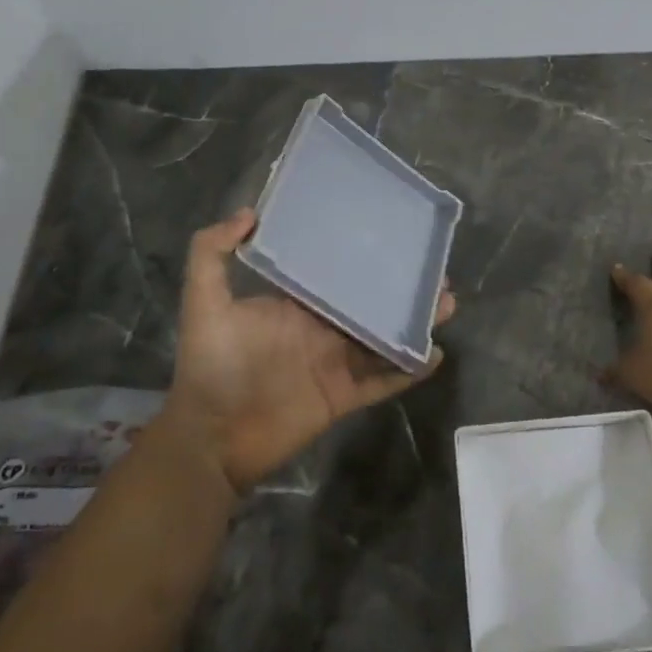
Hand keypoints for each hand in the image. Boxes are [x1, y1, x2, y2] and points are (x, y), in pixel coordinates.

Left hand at [163, 208, 454, 490]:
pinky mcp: (344, 396)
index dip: (363, 254)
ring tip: (447, 303)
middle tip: (436, 269)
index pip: (335, 271)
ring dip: (414, 322)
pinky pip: (383, 380)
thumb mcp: (204, 303)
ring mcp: (335, 362)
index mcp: (296, 303)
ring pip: (384, 337)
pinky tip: (435, 353)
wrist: (211, 438)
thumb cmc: (210, 366)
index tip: (392, 234)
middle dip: (402, 286)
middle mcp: (321, 327)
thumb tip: (250, 212)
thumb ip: (211, 253)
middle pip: (370, 301)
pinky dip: (408, 369)